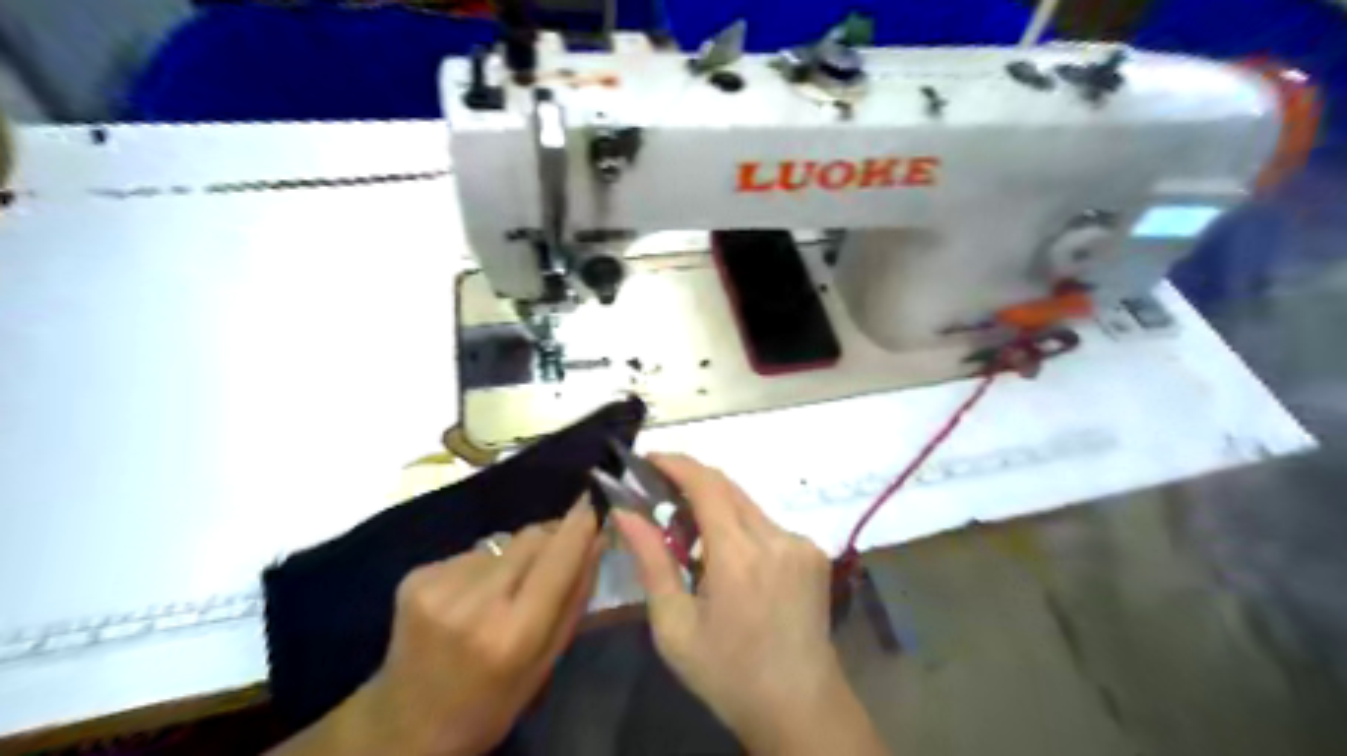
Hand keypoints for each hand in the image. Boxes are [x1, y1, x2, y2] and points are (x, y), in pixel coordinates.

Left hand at [268, 502, 596, 755]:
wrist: (403, 727)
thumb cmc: (490, 705)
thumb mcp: (545, 665)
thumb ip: (575, 600)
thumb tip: (597, 540)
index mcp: (512, 635)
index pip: (557, 560)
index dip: (578, 527)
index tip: (594, 504)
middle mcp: (473, 603)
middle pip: (530, 538)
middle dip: (551, 538)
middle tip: (557, 554)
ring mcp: (437, 586)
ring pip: (502, 544)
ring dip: (514, 558)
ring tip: (505, 592)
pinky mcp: (414, 576)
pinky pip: (472, 553)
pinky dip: (483, 567)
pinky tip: (470, 598)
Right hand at [614, 455, 892, 755]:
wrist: (799, 705)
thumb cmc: (727, 672)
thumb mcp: (674, 626)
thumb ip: (651, 562)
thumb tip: (625, 514)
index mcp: (739, 557)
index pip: (706, 485)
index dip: (676, 464)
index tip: (648, 458)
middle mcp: (775, 538)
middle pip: (728, 488)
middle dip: (691, 483)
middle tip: (659, 498)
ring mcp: (800, 543)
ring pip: (747, 504)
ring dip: (715, 508)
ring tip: (690, 539)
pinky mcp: (814, 552)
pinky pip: (767, 524)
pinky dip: (740, 528)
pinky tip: (729, 561)